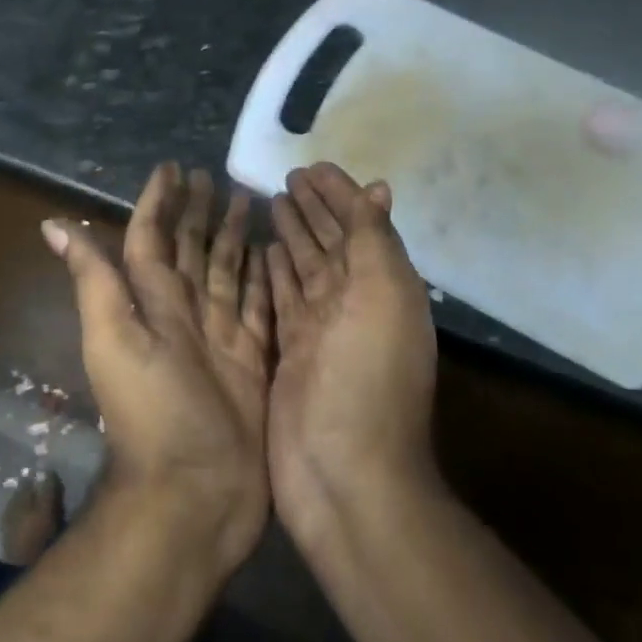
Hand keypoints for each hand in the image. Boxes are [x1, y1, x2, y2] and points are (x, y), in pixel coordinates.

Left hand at [43, 163, 272, 580]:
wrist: (195, 493)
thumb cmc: (153, 413)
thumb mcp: (114, 340)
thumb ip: (93, 281)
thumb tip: (53, 225)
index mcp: (152, 304)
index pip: (153, 239)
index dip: (160, 202)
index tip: (173, 167)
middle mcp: (186, 314)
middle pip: (193, 250)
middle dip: (200, 213)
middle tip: (215, 177)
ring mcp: (222, 337)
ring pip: (228, 272)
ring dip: (234, 238)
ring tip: (249, 201)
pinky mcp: (254, 360)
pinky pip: (260, 306)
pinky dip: (266, 279)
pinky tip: (277, 254)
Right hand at [268, 163, 439, 548]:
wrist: (343, 475)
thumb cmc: (367, 379)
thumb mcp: (382, 298)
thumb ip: (374, 242)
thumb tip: (378, 190)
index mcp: (380, 287)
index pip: (357, 226)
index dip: (338, 194)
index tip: (311, 166)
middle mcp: (351, 304)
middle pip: (329, 244)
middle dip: (313, 209)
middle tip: (285, 179)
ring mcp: (318, 332)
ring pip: (304, 269)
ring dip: (292, 236)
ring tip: (269, 204)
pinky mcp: (288, 355)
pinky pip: (280, 301)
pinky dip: (273, 275)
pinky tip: (260, 254)